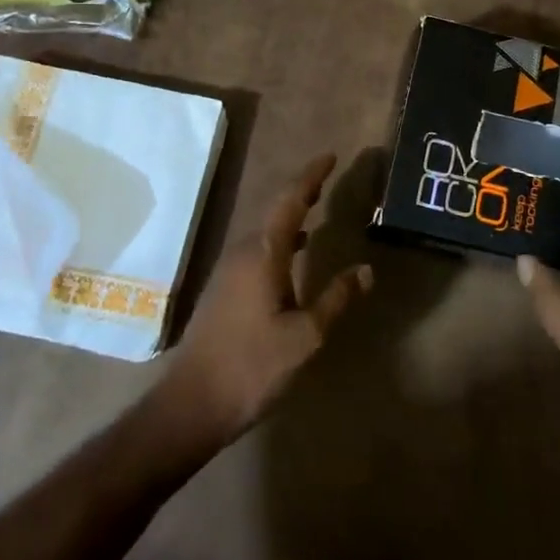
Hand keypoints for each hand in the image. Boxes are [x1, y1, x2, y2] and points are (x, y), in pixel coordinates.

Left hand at [158, 154, 372, 447]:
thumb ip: (335, 298)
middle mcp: (243, 251)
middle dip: (302, 190)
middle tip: (328, 177)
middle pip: (275, 209)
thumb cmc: (253, 367)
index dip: (311, 176)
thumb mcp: (305, 337)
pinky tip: (295, 253)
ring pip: (265, 229)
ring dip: (291, 214)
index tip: (330, 156)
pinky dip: (280, 239)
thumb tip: (366, 269)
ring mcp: (228, 269)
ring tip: (316, 206)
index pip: (290, 201)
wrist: (192, 403)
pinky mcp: (223, 288)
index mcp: (263, 254)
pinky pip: (257, 248)